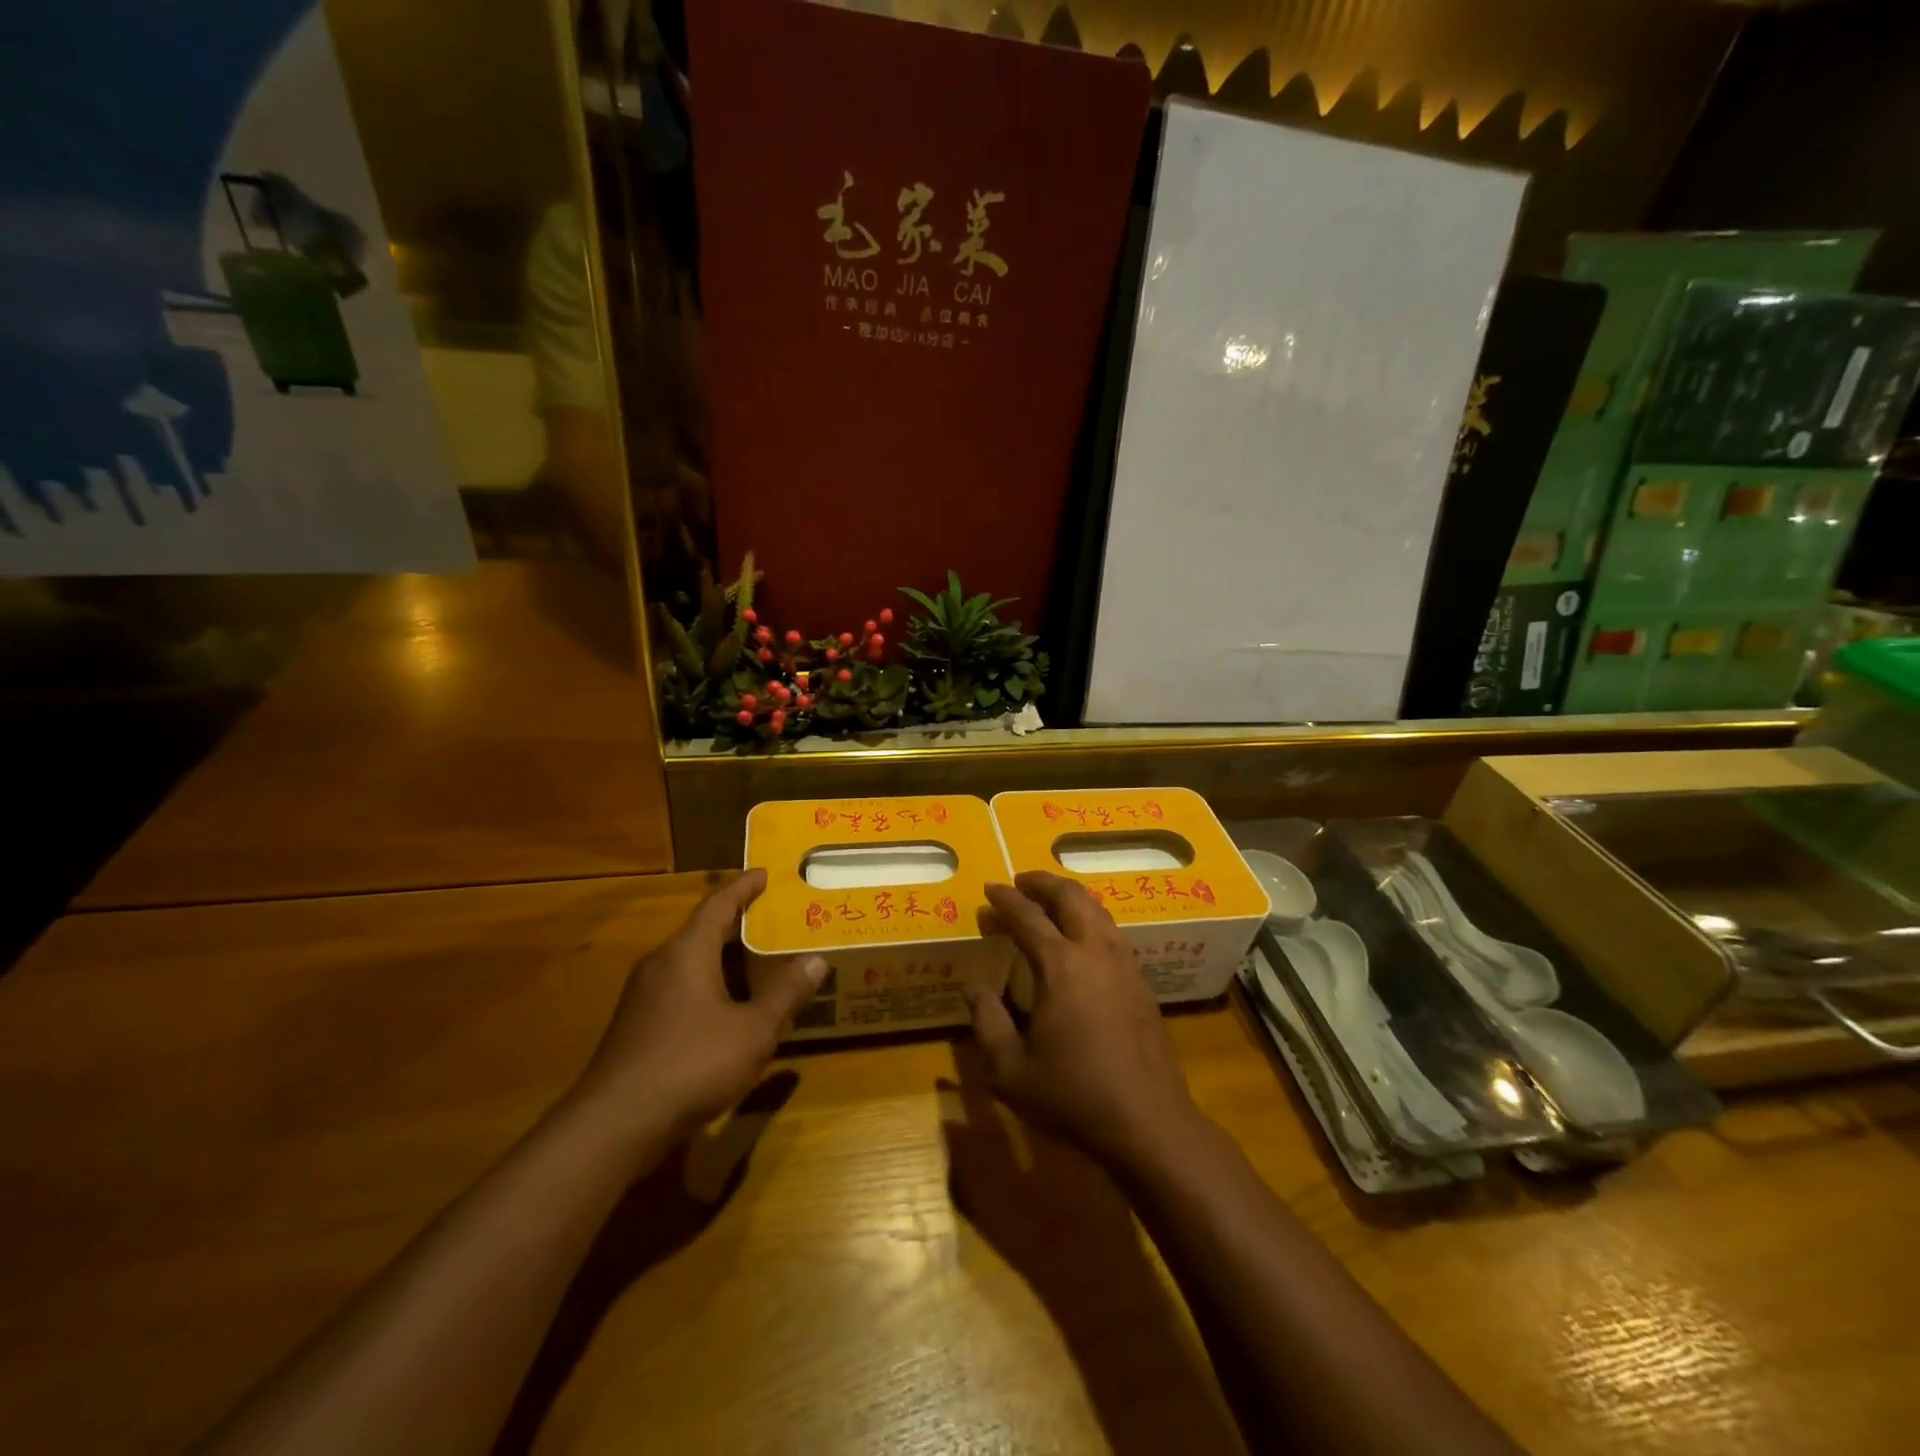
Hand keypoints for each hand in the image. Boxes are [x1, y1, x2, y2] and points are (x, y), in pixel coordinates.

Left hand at [568, 871, 824, 1161]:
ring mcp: (643, 997)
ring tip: (761, 963)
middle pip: (703, 932)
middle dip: (739, 925)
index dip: (744, 887)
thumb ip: (786, 994)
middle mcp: (661, 965)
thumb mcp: (753, 1030)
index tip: (765, 873)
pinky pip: (681, 990)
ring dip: (725, 960)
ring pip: (691, 964)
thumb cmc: (691, 1064)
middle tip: (776, 921)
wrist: (614, 1125)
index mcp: (687, 952)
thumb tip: (816, 960)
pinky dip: (710, 987)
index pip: (718, 904)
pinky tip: (730, 1011)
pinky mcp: (637, 1028)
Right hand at [967, 872, 1203, 1169]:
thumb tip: (974, 990)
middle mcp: (1095, 952)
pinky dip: (1091, 919)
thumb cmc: (1073, 1095)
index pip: (1028, 917)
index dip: (1006, 900)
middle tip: (1022, 880)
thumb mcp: (1011, 1070)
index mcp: (1060, 966)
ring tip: (1050, 900)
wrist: (1148, 1122)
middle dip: (1043, 883)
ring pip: (1098, 910)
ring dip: (1071, 897)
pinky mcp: (1142, 982)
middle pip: (1071, 898)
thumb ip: (988, 1024)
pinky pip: (1112, 932)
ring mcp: (1124, 964)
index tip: (990, 888)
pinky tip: (1082, 937)